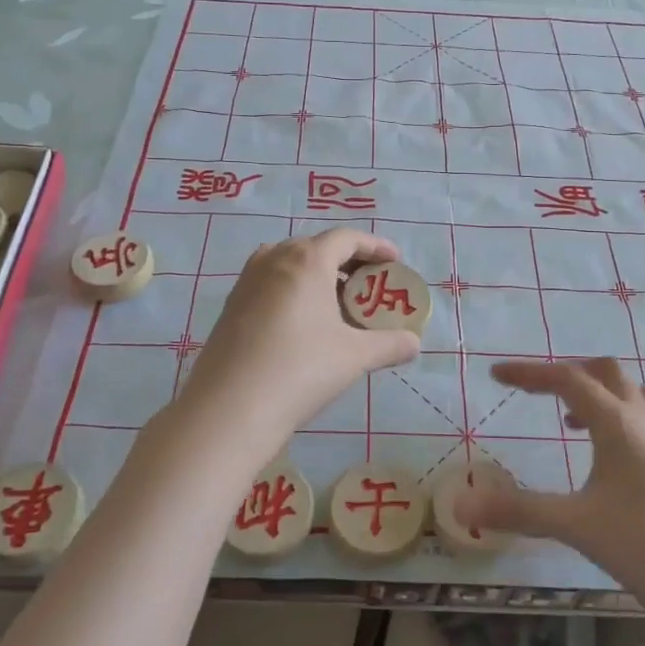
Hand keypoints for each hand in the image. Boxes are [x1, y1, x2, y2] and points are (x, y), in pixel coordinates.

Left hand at [178, 229, 420, 449]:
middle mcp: (274, 259)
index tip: (395, 262)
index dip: (375, 246)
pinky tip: (305, 323)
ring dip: (319, 276)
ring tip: (339, 304)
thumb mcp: (354, 356)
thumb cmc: (300, 369)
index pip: (347, 238)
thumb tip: (415, 344)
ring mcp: (247, 280)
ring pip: (291, 264)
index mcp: (307, 260)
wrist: (229, 408)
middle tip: (370, 286)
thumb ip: (390, 344)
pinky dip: (295, 291)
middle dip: (348, 262)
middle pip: (318, 247)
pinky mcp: (232, 304)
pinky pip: (272, 283)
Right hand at [459, 358, 644, 621]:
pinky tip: (609, 458)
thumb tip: (461, 503)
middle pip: (607, 373)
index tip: (496, 375)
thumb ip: (520, 510)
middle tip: (538, 394)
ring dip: (601, 393)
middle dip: (568, 374)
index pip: (568, 378)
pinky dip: (622, 420)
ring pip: (634, 394)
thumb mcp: (578, 526)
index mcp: (617, 424)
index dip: (529, 373)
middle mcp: (644, 423)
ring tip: (572, 420)